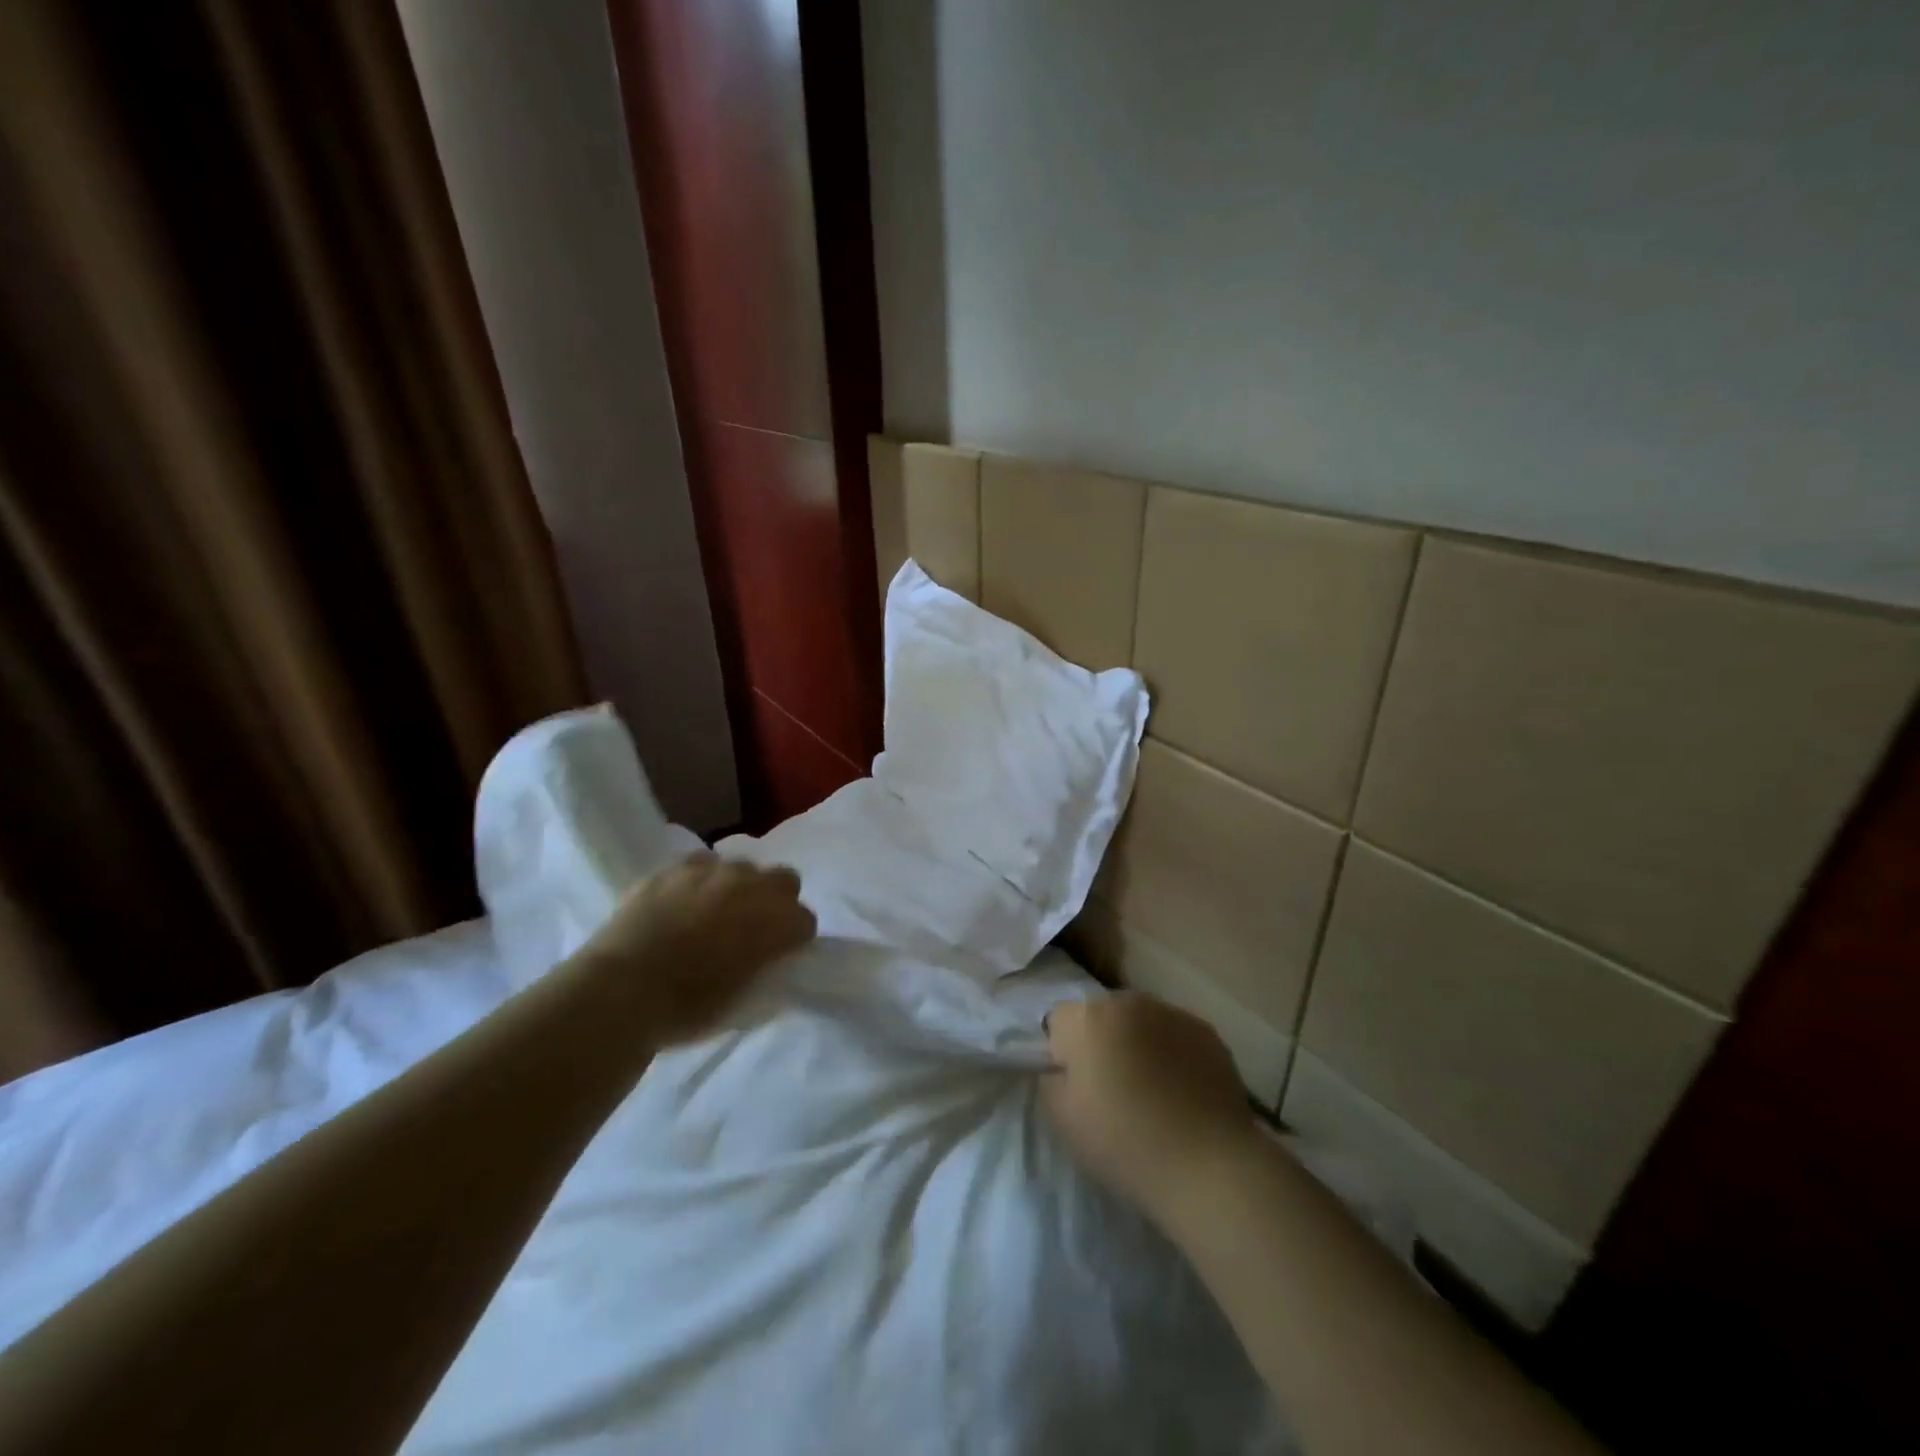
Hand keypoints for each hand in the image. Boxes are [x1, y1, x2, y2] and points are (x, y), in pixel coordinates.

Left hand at [576, 852, 815, 1044]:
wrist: (620, 991)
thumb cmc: (686, 1008)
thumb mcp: (742, 1000)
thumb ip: (764, 968)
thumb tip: (766, 957)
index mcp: (775, 922)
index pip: (805, 921)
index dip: (794, 939)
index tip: (780, 955)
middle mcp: (751, 886)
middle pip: (784, 879)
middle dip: (777, 900)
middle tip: (755, 928)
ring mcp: (711, 871)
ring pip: (742, 867)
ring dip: (738, 887)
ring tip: (715, 913)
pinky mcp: (674, 868)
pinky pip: (701, 863)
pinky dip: (701, 880)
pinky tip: (685, 901)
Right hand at [1040, 992, 1257, 1226]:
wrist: (1210, 1167)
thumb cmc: (1126, 1144)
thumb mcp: (1063, 1120)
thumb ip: (1051, 1080)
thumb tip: (1062, 1067)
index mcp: (1088, 1018)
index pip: (1058, 1021)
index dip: (1063, 1054)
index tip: (1079, 1088)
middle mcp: (1129, 1001)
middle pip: (1101, 1016)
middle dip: (1101, 1042)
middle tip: (1114, 1089)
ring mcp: (1172, 1013)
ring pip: (1139, 1022)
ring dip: (1137, 1043)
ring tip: (1152, 1091)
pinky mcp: (1207, 1031)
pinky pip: (1174, 1035)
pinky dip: (1172, 1053)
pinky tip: (1182, 1091)